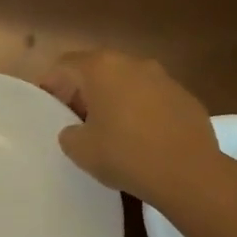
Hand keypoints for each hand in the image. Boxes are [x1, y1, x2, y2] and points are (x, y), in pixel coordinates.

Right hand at [40, 49, 219, 206]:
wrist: (189, 173)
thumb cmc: (126, 154)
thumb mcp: (81, 150)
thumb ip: (69, 134)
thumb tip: (75, 130)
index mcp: (102, 68)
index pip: (66, 64)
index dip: (51, 83)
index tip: (47, 104)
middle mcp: (133, 63)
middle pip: (98, 69)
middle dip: (83, 90)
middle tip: (74, 118)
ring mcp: (164, 78)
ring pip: (128, 82)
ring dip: (114, 99)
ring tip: (108, 129)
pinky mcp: (186, 98)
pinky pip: (153, 98)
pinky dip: (141, 110)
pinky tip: (141, 138)